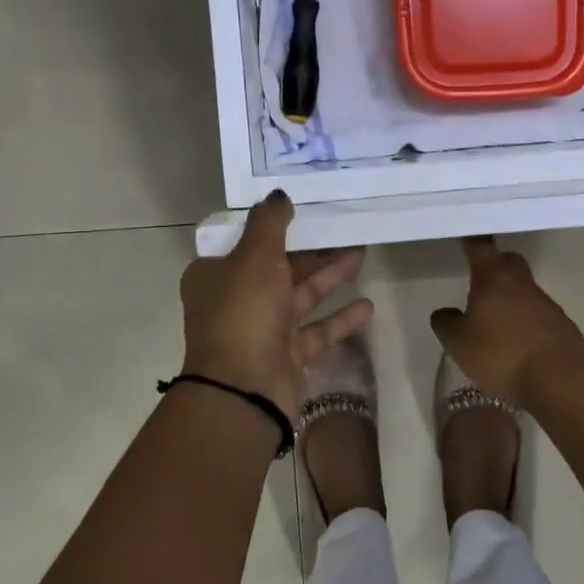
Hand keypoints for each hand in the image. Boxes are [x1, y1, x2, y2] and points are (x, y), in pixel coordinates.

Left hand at [179, 192, 373, 419]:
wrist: (244, 389)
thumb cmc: (244, 311)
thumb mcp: (254, 256)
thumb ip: (269, 222)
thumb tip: (278, 194)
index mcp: (216, 274)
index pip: (245, 242)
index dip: (272, 225)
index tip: (302, 208)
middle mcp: (236, 300)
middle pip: (277, 266)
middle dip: (311, 249)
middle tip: (344, 227)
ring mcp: (261, 330)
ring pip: (299, 296)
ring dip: (329, 276)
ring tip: (362, 252)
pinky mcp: (286, 355)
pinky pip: (316, 330)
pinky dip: (339, 318)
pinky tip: (368, 305)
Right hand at [430, 237, 583, 404]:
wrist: (561, 379)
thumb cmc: (502, 353)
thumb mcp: (459, 343)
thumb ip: (446, 324)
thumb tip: (445, 312)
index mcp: (494, 278)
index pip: (481, 247)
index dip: (472, 240)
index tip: (467, 234)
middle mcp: (522, 283)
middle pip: (510, 262)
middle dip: (496, 266)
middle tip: (480, 282)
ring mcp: (546, 304)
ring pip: (524, 290)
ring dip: (511, 299)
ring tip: (495, 323)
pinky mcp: (562, 327)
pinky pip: (538, 315)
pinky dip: (525, 323)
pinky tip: (516, 345)